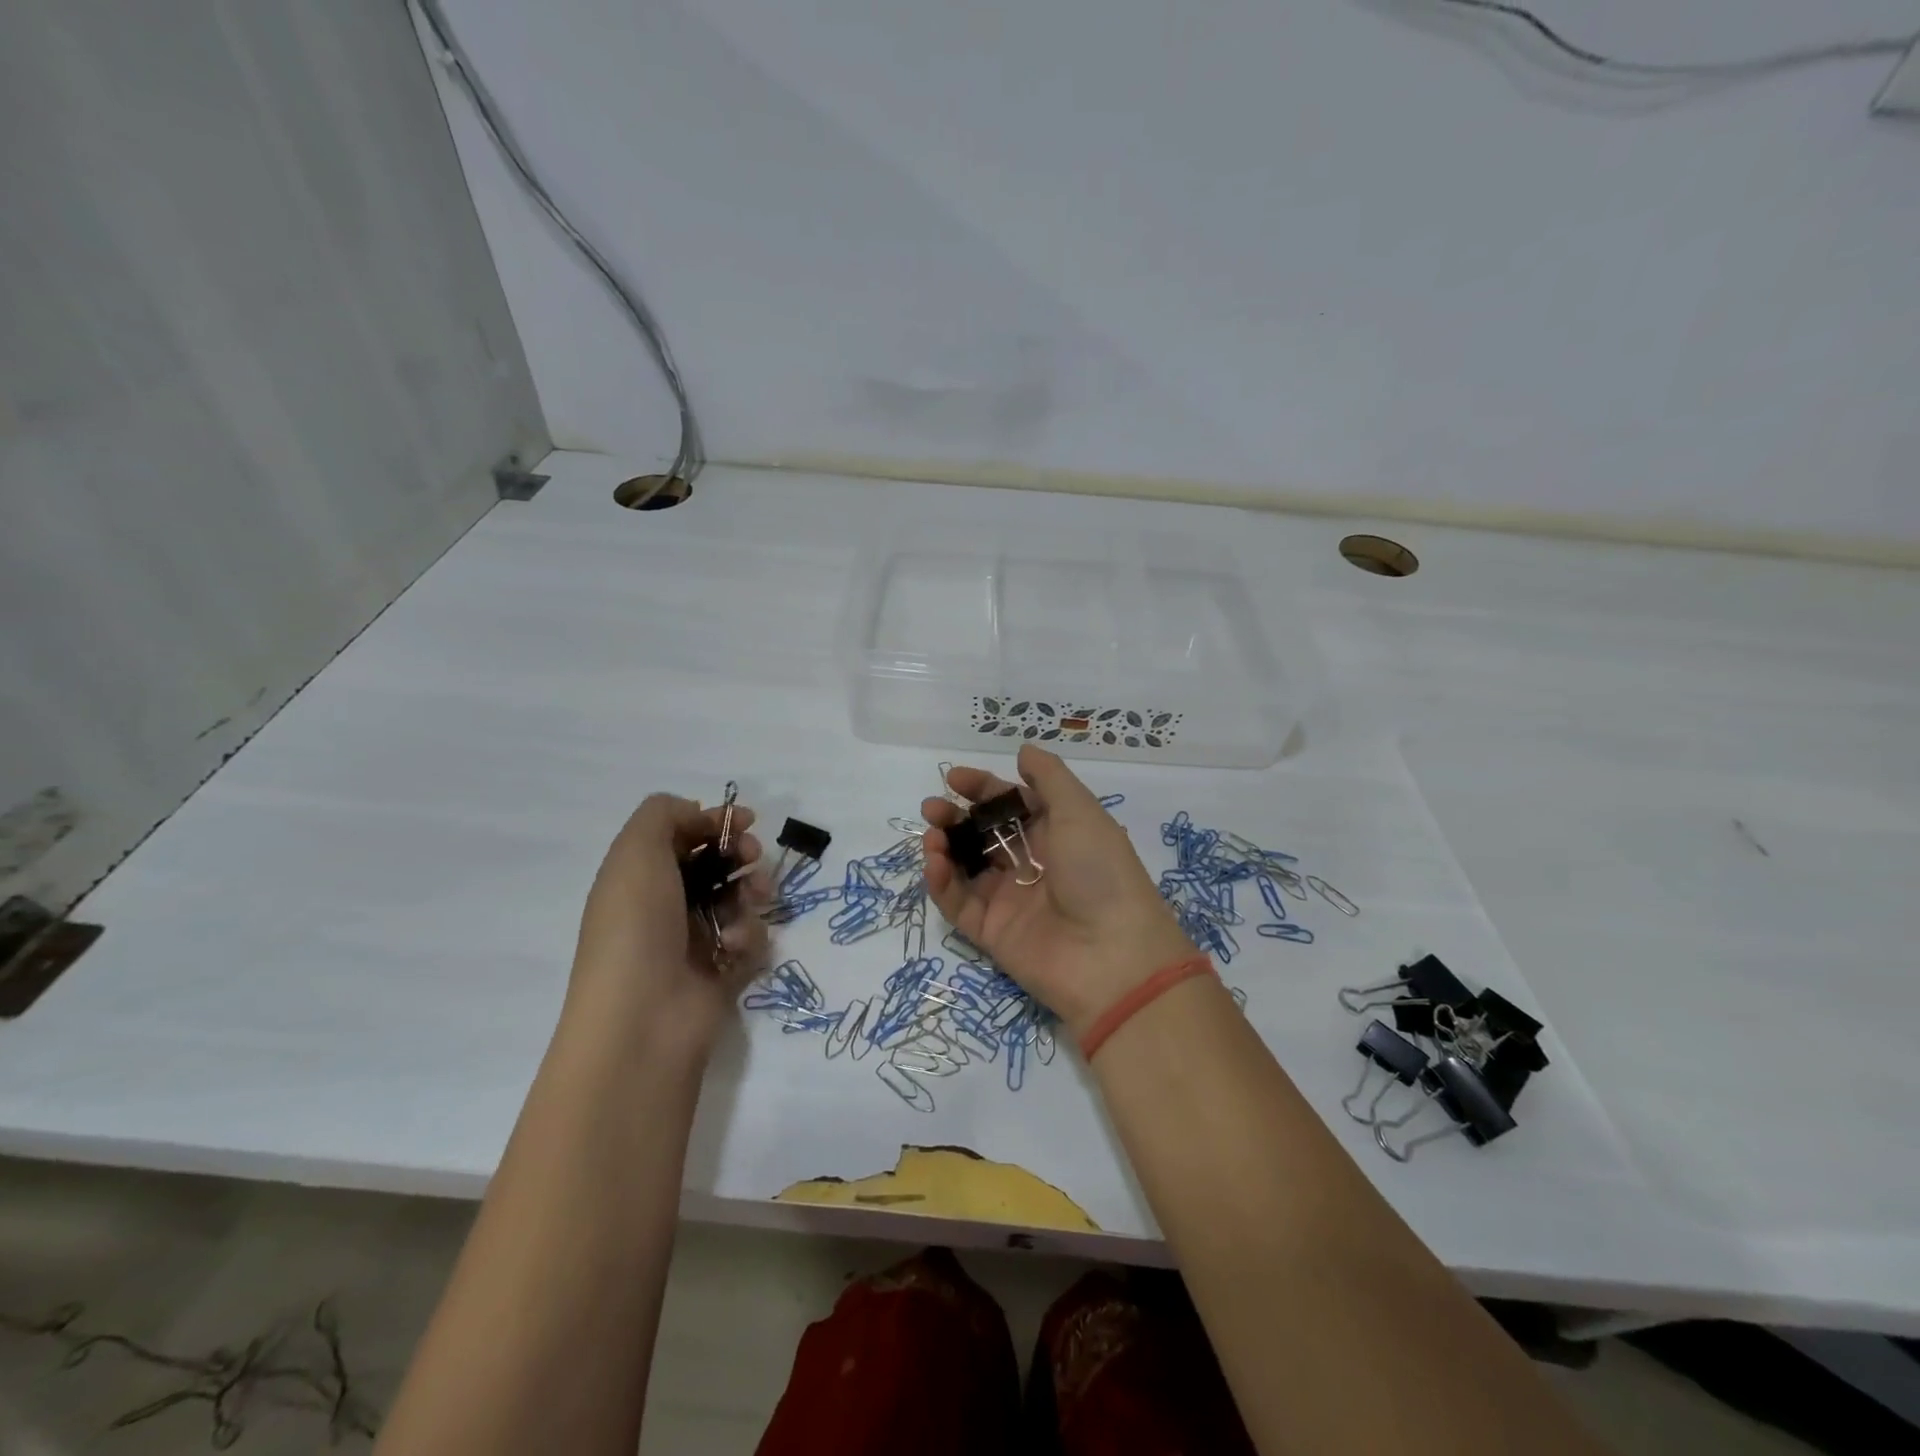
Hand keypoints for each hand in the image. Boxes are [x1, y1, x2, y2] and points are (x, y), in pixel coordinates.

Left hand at [567, 794, 770, 1050]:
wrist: (644, 1019)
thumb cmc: (637, 927)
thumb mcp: (636, 852)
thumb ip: (664, 814)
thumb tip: (697, 814)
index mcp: (640, 877)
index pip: (684, 836)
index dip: (715, 823)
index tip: (745, 820)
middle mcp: (667, 905)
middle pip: (718, 864)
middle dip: (742, 854)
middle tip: (752, 856)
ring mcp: (696, 940)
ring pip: (741, 898)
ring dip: (751, 892)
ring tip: (753, 901)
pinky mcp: (724, 970)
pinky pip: (752, 938)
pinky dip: (750, 936)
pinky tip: (737, 946)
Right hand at [921, 745, 1194, 1040]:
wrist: (1111, 956)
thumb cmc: (1099, 871)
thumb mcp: (1081, 811)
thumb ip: (1049, 777)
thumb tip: (1024, 750)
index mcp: (1055, 834)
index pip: (1011, 804)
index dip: (983, 789)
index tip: (954, 778)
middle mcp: (1031, 863)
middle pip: (983, 834)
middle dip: (956, 817)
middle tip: (933, 808)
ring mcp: (1009, 899)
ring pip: (965, 867)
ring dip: (944, 847)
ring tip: (932, 835)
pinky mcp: (990, 932)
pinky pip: (958, 903)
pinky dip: (941, 882)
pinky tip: (934, 861)